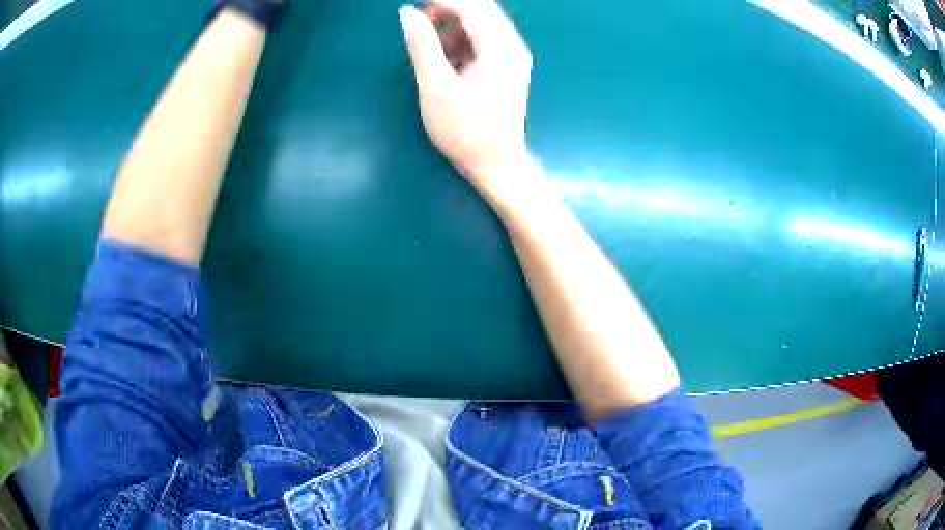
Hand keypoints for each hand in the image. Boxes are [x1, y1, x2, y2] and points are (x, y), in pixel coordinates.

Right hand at [399, 0, 534, 203]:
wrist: (495, 164)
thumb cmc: (464, 131)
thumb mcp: (436, 88)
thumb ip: (422, 46)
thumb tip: (407, 12)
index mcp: (500, 48)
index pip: (472, 6)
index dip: (441, 0)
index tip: (413, 4)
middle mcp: (512, 45)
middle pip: (480, 9)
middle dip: (447, 9)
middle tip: (418, 22)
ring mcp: (512, 55)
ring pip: (481, 22)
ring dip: (452, 25)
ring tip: (429, 46)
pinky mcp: (507, 65)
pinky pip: (483, 38)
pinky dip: (461, 39)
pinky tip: (446, 58)